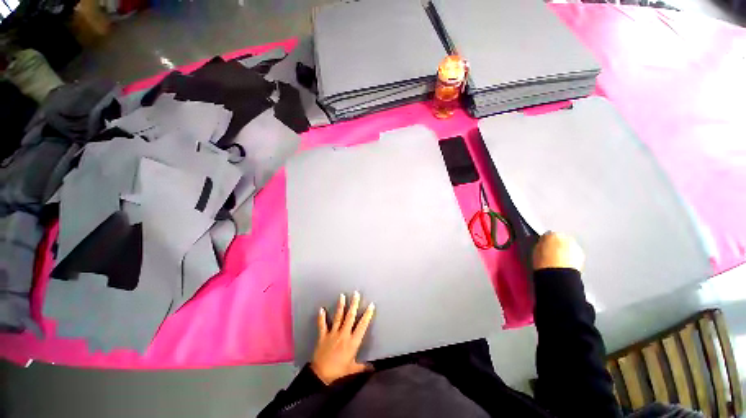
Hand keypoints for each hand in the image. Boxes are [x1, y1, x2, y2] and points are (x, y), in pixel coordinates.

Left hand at [311, 291, 374, 384]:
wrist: (321, 375)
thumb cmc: (339, 371)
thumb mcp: (353, 369)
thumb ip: (363, 367)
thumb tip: (374, 368)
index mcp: (353, 342)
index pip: (362, 325)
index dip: (367, 315)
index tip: (371, 305)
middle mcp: (344, 334)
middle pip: (350, 317)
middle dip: (354, 304)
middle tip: (356, 293)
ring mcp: (333, 333)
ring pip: (338, 317)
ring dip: (340, 306)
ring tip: (342, 295)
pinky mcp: (323, 335)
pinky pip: (322, 324)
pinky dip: (321, 317)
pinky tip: (321, 309)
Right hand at [532, 231, 584, 271]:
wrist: (558, 275)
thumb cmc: (544, 263)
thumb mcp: (536, 251)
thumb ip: (541, 244)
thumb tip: (543, 245)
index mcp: (552, 234)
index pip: (548, 235)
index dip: (545, 242)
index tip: (543, 247)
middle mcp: (566, 238)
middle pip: (560, 239)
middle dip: (557, 245)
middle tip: (551, 254)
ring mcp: (575, 246)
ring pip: (568, 246)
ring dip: (565, 251)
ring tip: (558, 261)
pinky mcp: (582, 256)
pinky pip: (574, 254)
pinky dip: (570, 258)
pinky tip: (564, 264)